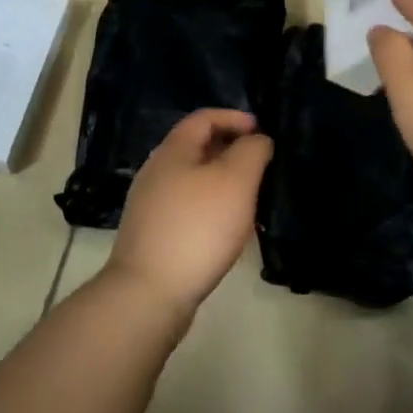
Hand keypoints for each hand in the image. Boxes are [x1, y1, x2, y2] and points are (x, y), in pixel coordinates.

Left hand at [105, 109, 273, 325]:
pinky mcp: (154, 235)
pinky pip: (189, 209)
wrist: (149, 294)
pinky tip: (229, 231)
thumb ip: (252, 151)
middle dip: (232, 151)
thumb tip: (257, 141)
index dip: (235, 118)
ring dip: (224, 183)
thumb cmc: (197, 227)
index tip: (263, 131)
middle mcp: (156, 171)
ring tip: (252, 200)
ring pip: (195, 181)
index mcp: (173, 150)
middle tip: (262, 166)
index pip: (204, 118)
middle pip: (198, 148)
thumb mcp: (236, 180)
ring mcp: (151, 205)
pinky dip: (212, 209)